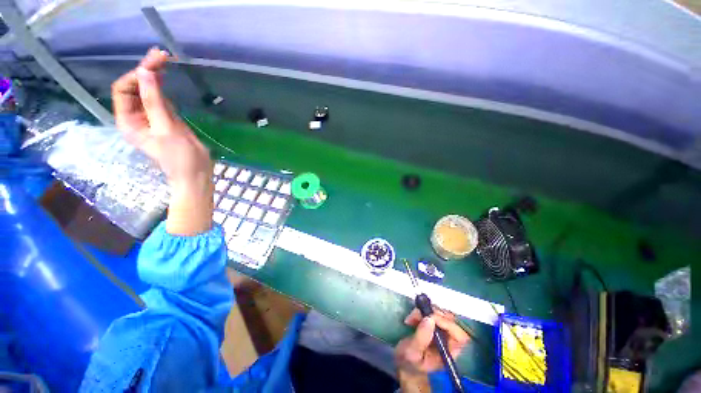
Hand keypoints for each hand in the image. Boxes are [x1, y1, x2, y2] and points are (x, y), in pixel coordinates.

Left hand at [112, 48, 213, 234]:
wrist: (197, 173)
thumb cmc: (180, 157)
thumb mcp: (166, 129)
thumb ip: (154, 101)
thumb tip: (145, 71)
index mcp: (129, 121)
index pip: (123, 90)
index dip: (136, 75)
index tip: (155, 63)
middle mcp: (136, 116)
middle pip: (134, 87)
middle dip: (145, 71)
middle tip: (162, 55)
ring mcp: (151, 117)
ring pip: (147, 90)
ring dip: (154, 75)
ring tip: (165, 60)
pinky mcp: (166, 118)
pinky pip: (159, 97)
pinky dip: (162, 86)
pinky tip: (167, 76)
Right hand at [396, 307, 469, 374]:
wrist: (404, 362)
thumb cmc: (410, 362)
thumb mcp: (412, 352)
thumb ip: (421, 338)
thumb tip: (429, 319)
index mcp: (449, 352)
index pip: (459, 336)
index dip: (448, 324)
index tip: (431, 318)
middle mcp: (449, 340)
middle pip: (451, 321)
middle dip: (434, 314)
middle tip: (418, 315)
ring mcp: (442, 331)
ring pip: (441, 314)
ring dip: (426, 311)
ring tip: (412, 318)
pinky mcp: (434, 324)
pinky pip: (432, 312)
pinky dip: (422, 311)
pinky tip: (412, 317)